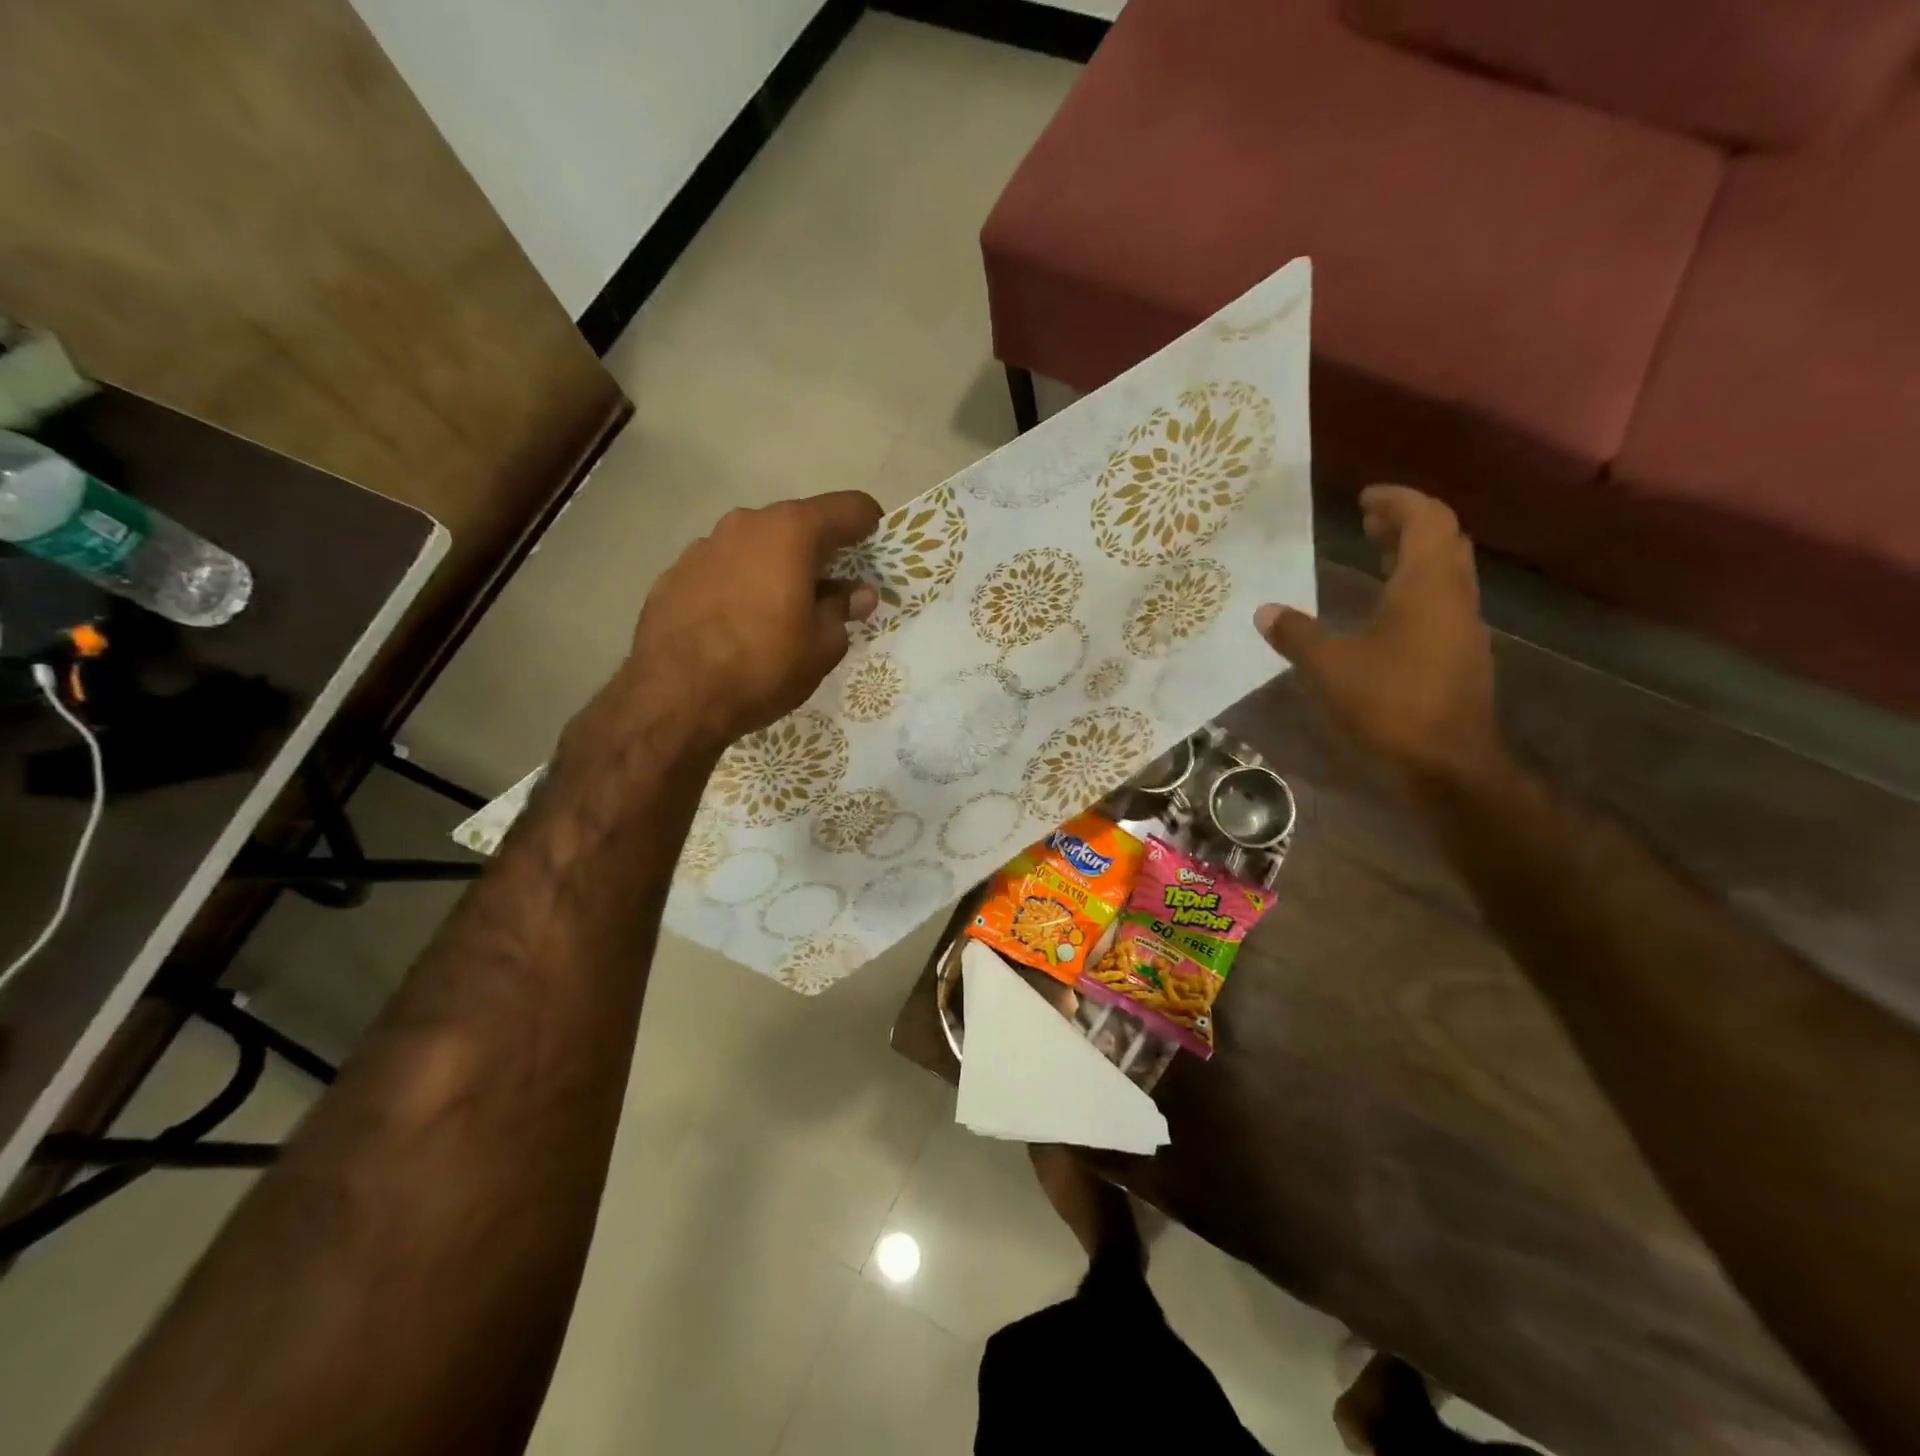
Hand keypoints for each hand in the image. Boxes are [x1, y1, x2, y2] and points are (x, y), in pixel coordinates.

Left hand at [615, 492, 882, 747]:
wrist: (674, 698)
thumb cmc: (763, 667)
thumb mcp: (822, 646)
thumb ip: (842, 610)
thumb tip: (856, 594)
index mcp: (790, 533)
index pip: (848, 508)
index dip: (869, 526)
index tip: (876, 552)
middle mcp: (746, 524)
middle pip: (798, 524)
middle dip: (820, 551)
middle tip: (833, 590)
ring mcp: (704, 546)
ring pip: (756, 546)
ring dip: (776, 567)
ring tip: (782, 610)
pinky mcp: (674, 573)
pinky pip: (723, 569)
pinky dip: (740, 584)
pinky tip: (739, 622)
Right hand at [1254, 485, 1499, 782]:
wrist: (1449, 762)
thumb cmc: (1391, 703)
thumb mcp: (1330, 667)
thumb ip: (1297, 635)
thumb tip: (1265, 611)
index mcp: (1426, 586)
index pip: (1426, 519)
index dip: (1398, 500)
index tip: (1363, 498)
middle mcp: (1452, 596)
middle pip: (1441, 540)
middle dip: (1405, 523)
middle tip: (1366, 522)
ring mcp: (1462, 626)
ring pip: (1444, 571)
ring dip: (1412, 555)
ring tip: (1374, 554)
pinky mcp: (1460, 653)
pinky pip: (1441, 600)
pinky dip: (1415, 587)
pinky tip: (1385, 610)